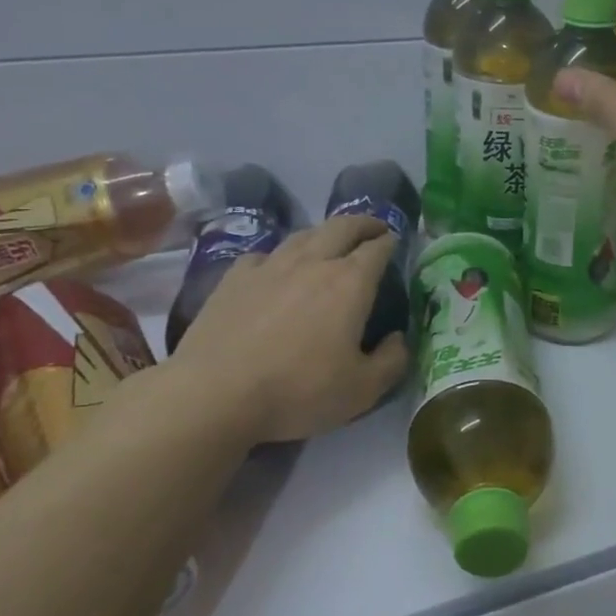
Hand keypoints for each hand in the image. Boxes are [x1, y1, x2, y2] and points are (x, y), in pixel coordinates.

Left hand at [168, 215, 408, 442]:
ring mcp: (270, 266)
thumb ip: (392, 361)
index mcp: (350, 283)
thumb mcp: (362, 390)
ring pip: (304, 234)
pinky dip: (281, 255)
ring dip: (325, 233)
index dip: (391, 242)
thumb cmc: (298, 391)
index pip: (377, 249)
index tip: (396, 242)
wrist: (216, 392)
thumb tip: (399, 338)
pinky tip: (277, 268)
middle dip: (364, 223)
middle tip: (374, 228)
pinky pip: (265, 254)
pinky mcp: (234, 278)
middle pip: (342, 227)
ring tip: (332, 241)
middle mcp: (313, 262)